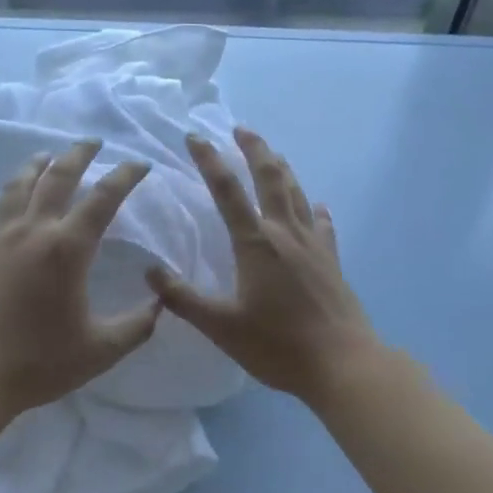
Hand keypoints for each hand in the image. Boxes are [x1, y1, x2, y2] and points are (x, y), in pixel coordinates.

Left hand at [0, 140, 159, 424]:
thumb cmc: (37, 363)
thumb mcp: (100, 351)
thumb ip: (137, 326)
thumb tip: (159, 303)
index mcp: (67, 248)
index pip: (104, 198)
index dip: (125, 176)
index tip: (140, 164)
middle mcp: (32, 231)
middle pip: (57, 177)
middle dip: (78, 155)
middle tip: (92, 142)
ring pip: (16, 187)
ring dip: (35, 166)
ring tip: (45, 156)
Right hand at [149, 128, 382, 404]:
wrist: (342, 363)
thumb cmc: (277, 345)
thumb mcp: (221, 327)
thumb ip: (184, 299)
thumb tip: (150, 272)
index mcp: (255, 243)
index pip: (227, 190)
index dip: (209, 160)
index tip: (195, 136)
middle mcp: (285, 233)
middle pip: (270, 178)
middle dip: (254, 149)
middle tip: (242, 129)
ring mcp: (314, 245)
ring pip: (297, 194)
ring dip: (283, 169)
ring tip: (273, 154)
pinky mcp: (332, 261)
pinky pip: (323, 225)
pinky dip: (316, 210)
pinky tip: (319, 206)